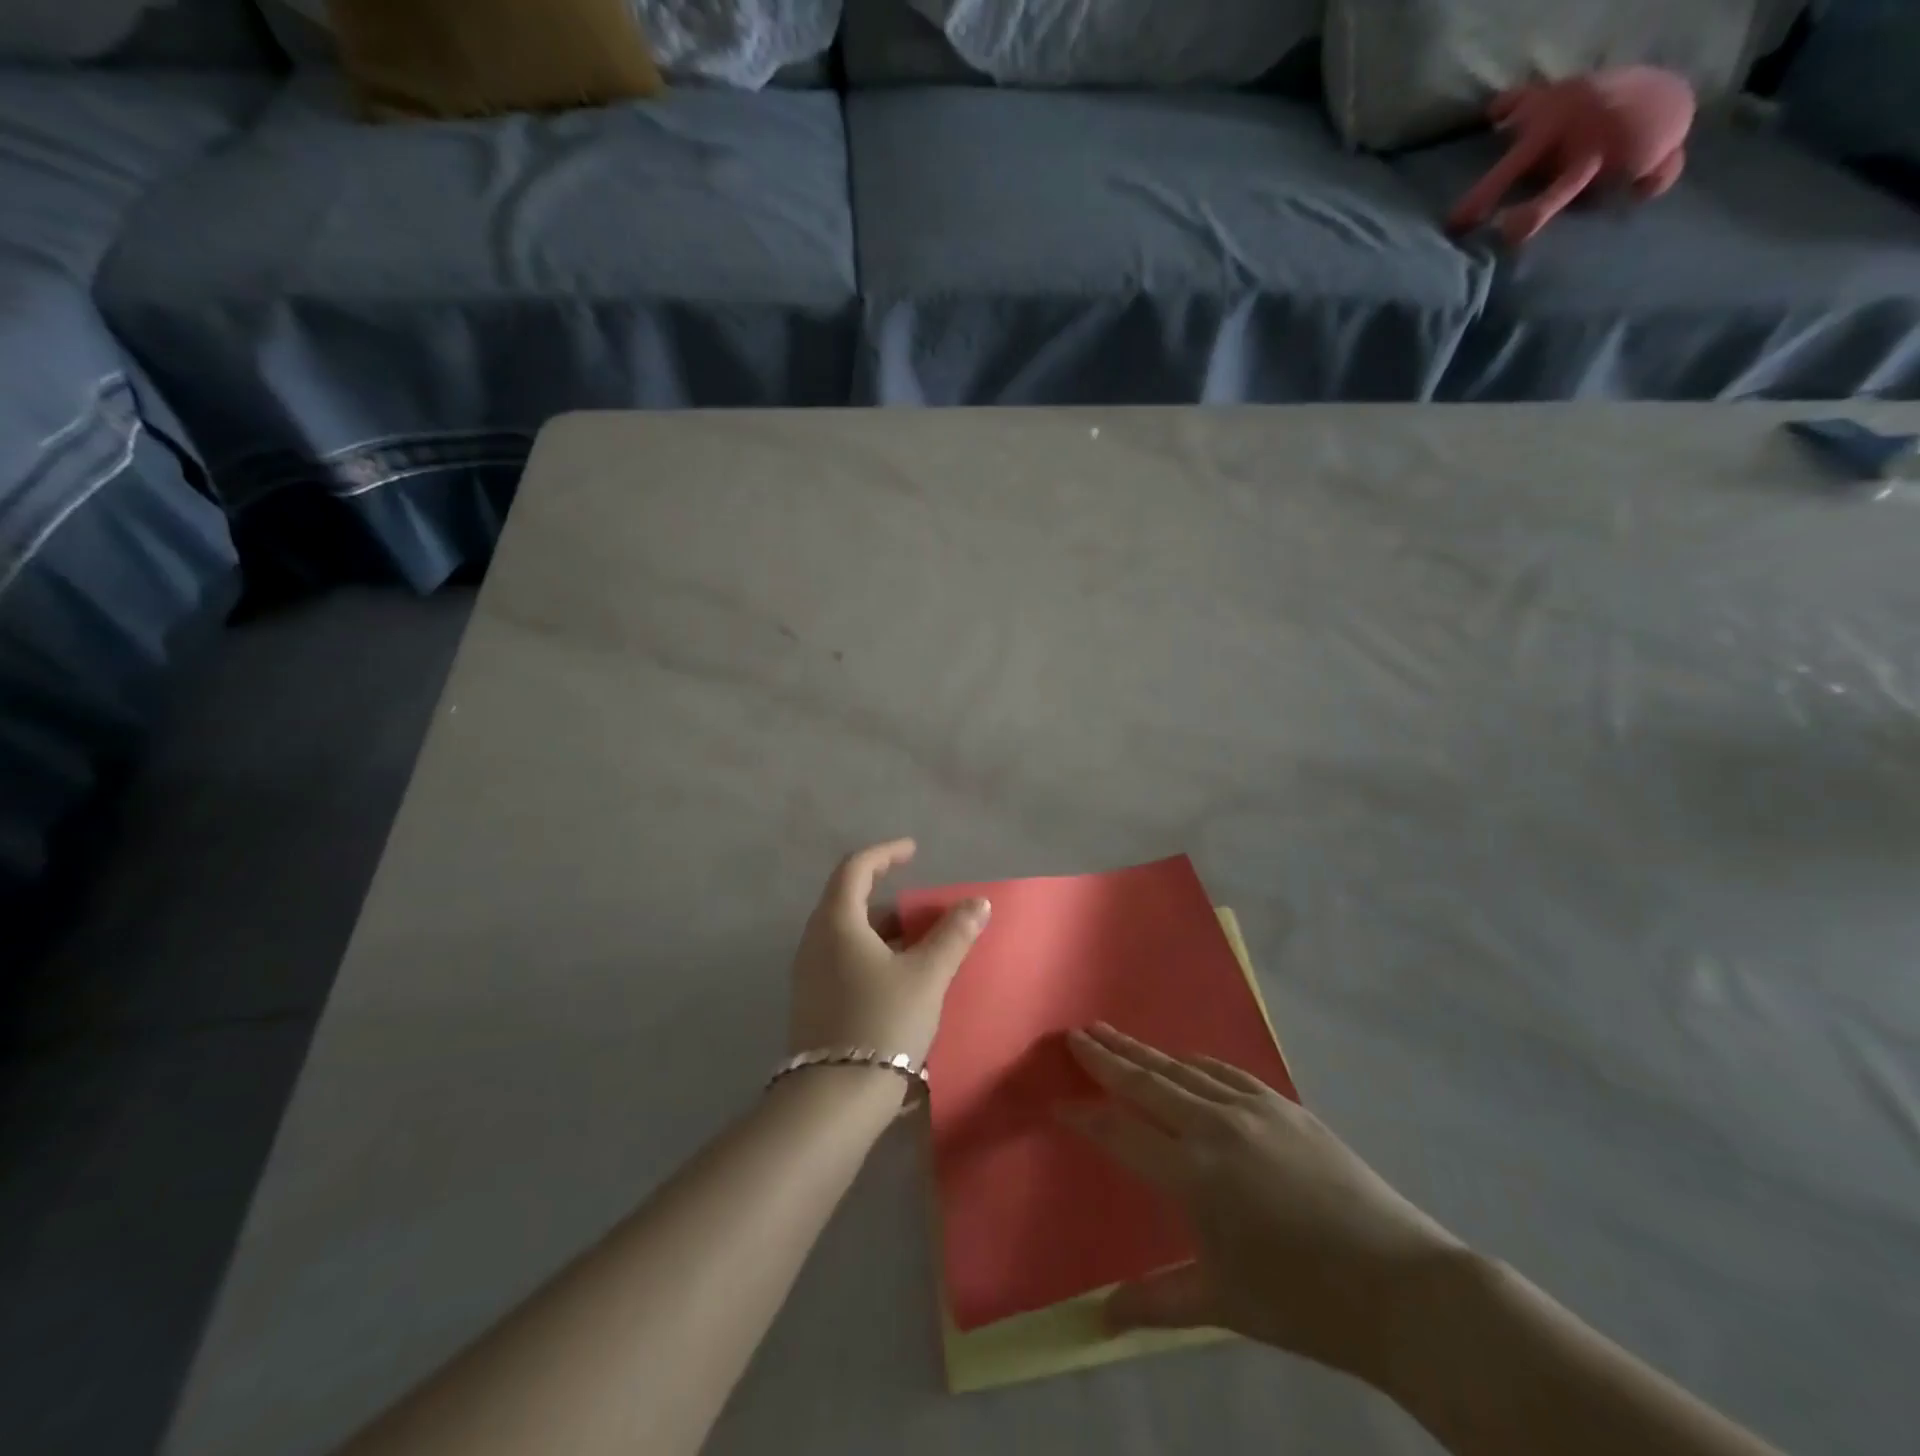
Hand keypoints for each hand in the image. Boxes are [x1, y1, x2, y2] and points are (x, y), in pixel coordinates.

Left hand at [787, 840, 989, 1064]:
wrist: (834, 1098)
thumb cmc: (882, 1022)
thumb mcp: (927, 975)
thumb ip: (954, 935)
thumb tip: (979, 903)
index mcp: (836, 922)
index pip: (855, 868)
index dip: (885, 853)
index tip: (913, 851)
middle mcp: (814, 941)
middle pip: (847, 899)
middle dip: (885, 893)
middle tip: (921, 902)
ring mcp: (808, 974)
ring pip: (846, 933)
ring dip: (880, 927)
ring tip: (918, 940)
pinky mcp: (812, 1001)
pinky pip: (842, 959)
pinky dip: (870, 952)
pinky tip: (897, 975)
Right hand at [1060, 1023, 1463, 1385]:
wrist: (1402, 1286)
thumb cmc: (1304, 1301)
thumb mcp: (1223, 1304)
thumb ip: (1157, 1301)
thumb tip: (1100, 1319)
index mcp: (1193, 1174)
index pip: (1120, 1133)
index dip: (1084, 1117)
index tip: (1056, 1102)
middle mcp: (1215, 1127)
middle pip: (1146, 1081)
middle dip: (1106, 1057)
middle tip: (1075, 1034)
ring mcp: (1252, 1108)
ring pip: (1181, 1068)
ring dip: (1143, 1051)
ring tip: (1113, 1032)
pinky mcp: (1284, 1105)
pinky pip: (1223, 1070)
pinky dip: (1192, 1061)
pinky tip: (1184, 1060)